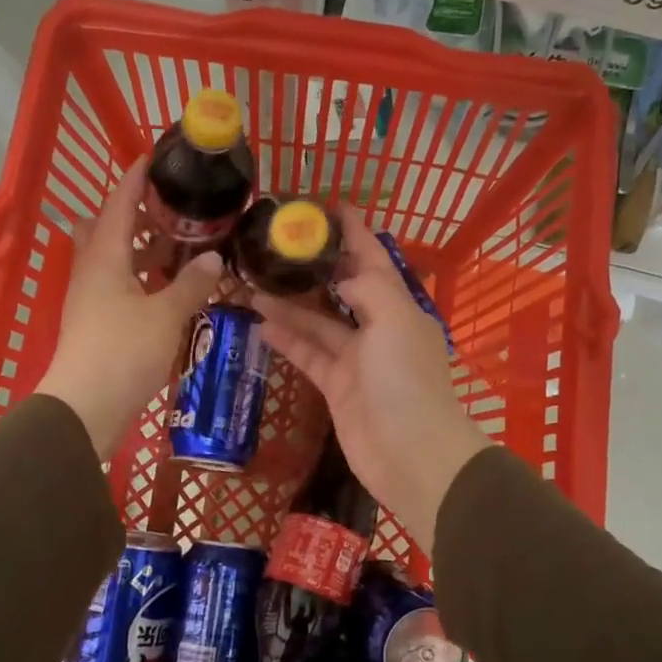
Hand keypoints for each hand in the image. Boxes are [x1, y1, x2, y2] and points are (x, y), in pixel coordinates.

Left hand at [35, 162, 223, 456]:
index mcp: (104, 257)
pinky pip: (124, 286)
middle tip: (175, 210)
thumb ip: (191, 284)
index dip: (134, 180)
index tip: (153, 158)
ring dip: (146, 250)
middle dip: (140, 215)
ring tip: (185, 245)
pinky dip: (146, 279)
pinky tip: (174, 288)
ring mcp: (93, 298)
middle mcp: (93, 271)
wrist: (86, 408)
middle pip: (111, 229)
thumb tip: (212, 257)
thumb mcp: (166, 315)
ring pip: (118, 260)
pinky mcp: (99, 323)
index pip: (118, 204)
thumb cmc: (123, 352)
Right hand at [252, 212, 489, 548]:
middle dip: (313, 268)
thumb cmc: (406, 381)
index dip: (354, 232)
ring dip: (288, 304)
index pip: (374, 259)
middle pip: (341, 289)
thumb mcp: (395, 321)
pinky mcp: (337, 388)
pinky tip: (258, 323)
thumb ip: (369, 288)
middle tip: (275, 246)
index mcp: (400, 307)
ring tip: (249, 282)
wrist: (412, 455)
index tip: (330, 206)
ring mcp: (357, 360)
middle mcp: (379, 328)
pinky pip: (308, 355)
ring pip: (317, 323)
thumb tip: (342, 276)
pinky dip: (286, 340)